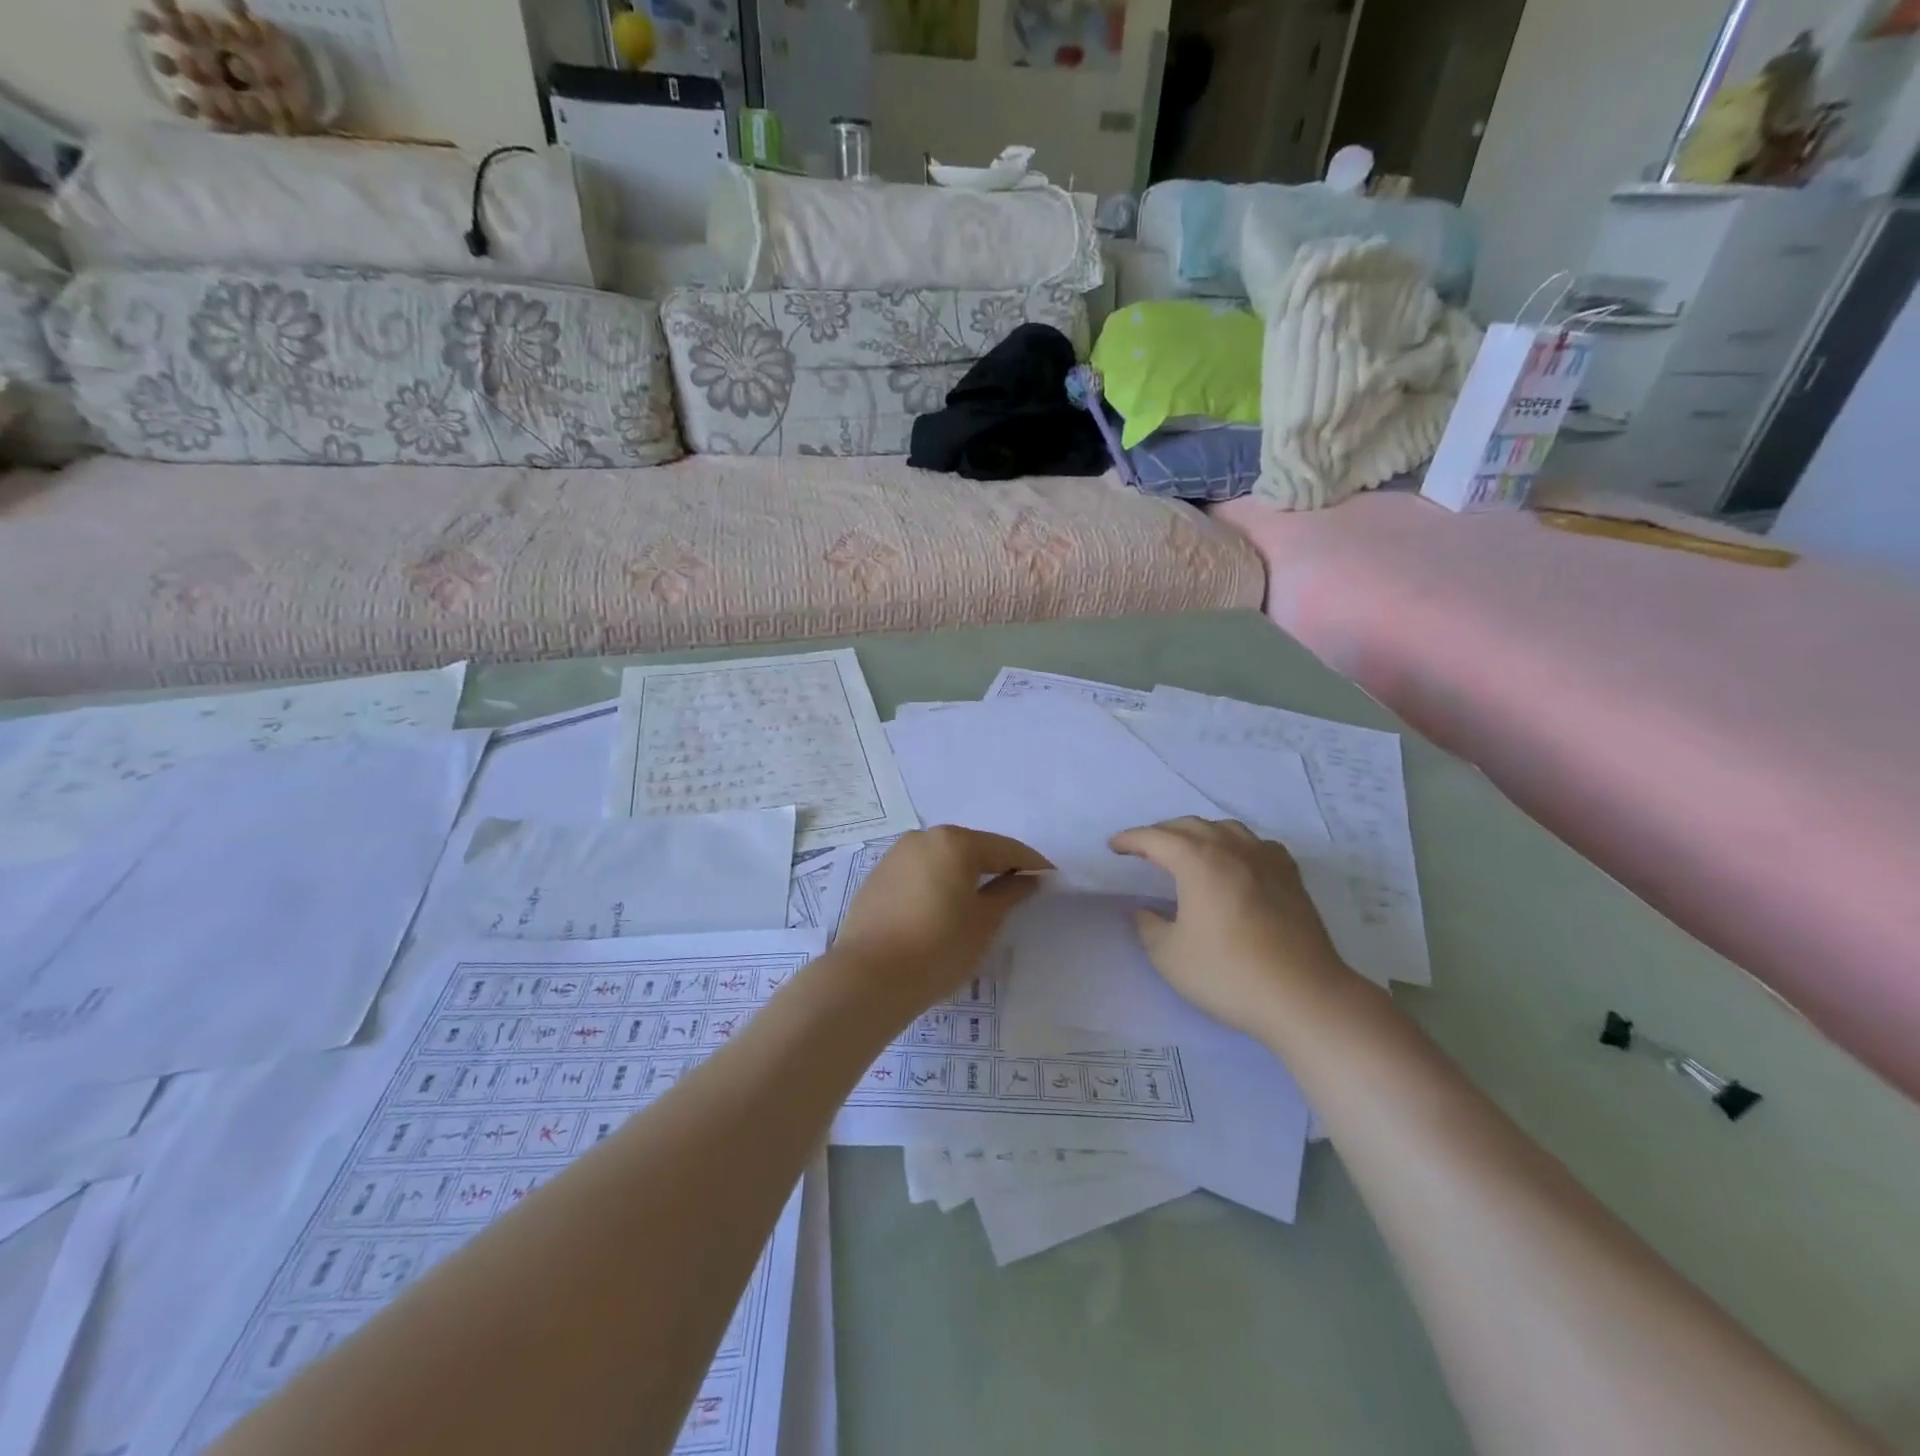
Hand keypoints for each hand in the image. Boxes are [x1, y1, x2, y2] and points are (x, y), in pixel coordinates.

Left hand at [833, 827, 1051, 1017]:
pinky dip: (938, 884)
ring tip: (981, 904)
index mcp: (954, 842)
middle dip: (996, 867)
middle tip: (1017, 892)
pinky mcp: (878, 877)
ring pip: (943, 859)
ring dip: (964, 875)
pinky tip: (943, 910)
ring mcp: (896, 855)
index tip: (1050, 880)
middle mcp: (923, 838)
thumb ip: (1010, 893)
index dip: (1031, 864)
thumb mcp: (984, 922)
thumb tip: (1028, 878)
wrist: (867, 978)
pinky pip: (920, 872)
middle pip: (971, 848)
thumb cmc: (937, 948)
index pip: (1005, 848)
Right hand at [1111, 817, 1348, 1036]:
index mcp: (1198, 861)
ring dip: (1199, 833)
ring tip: (1188, 851)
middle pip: (1190, 826)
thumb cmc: (1228, 974)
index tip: (1114, 847)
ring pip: (1226, 829)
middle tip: (1144, 850)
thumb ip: (1148, 925)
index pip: (1155, 838)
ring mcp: (1266, 859)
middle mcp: (1232, 849)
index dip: (1130, 839)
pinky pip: (1256, 844)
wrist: (1303, 997)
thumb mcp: (1169, 956)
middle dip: (1162, 833)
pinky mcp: (1291, 877)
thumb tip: (1143, 910)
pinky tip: (1236, 863)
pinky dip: (1236, 845)